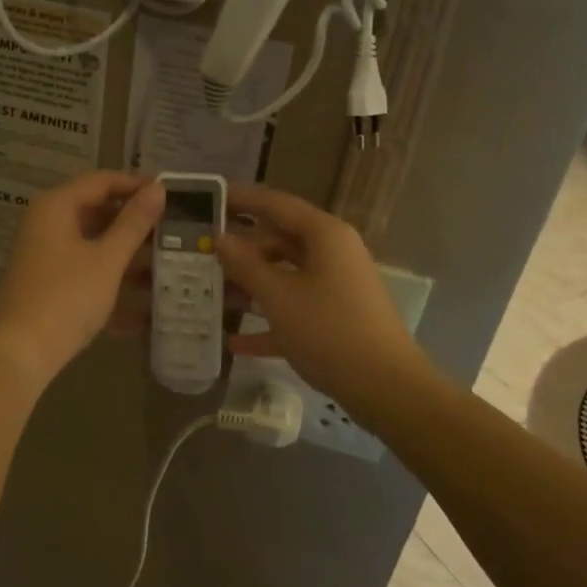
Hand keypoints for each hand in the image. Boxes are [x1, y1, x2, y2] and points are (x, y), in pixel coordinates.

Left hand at [0, 172, 165, 386]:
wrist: (19, 355)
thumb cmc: (66, 297)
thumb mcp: (107, 259)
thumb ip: (134, 223)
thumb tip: (157, 188)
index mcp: (57, 207)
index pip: (102, 181)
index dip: (137, 185)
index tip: (171, 196)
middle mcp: (47, 225)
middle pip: (98, 213)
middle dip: (136, 225)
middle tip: (174, 232)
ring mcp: (45, 257)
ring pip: (94, 246)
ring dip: (129, 258)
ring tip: (169, 268)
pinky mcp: (48, 286)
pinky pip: (86, 274)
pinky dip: (112, 285)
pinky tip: (145, 311)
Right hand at [216, 183, 430, 411]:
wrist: (386, 389)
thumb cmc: (329, 330)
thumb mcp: (279, 296)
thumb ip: (245, 264)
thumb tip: (220, 238)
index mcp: (324, 235)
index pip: (276, 204)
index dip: (240, 199)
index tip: (207, 197)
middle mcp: (332, 253)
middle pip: (278, 240)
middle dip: (240, 250)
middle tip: (199, 254)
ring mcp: (336, 287)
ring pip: (284, 275)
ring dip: (249, 285)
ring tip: (208, 293)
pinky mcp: (335, 319)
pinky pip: (294, 309)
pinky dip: (268, 320)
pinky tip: (234, 342)